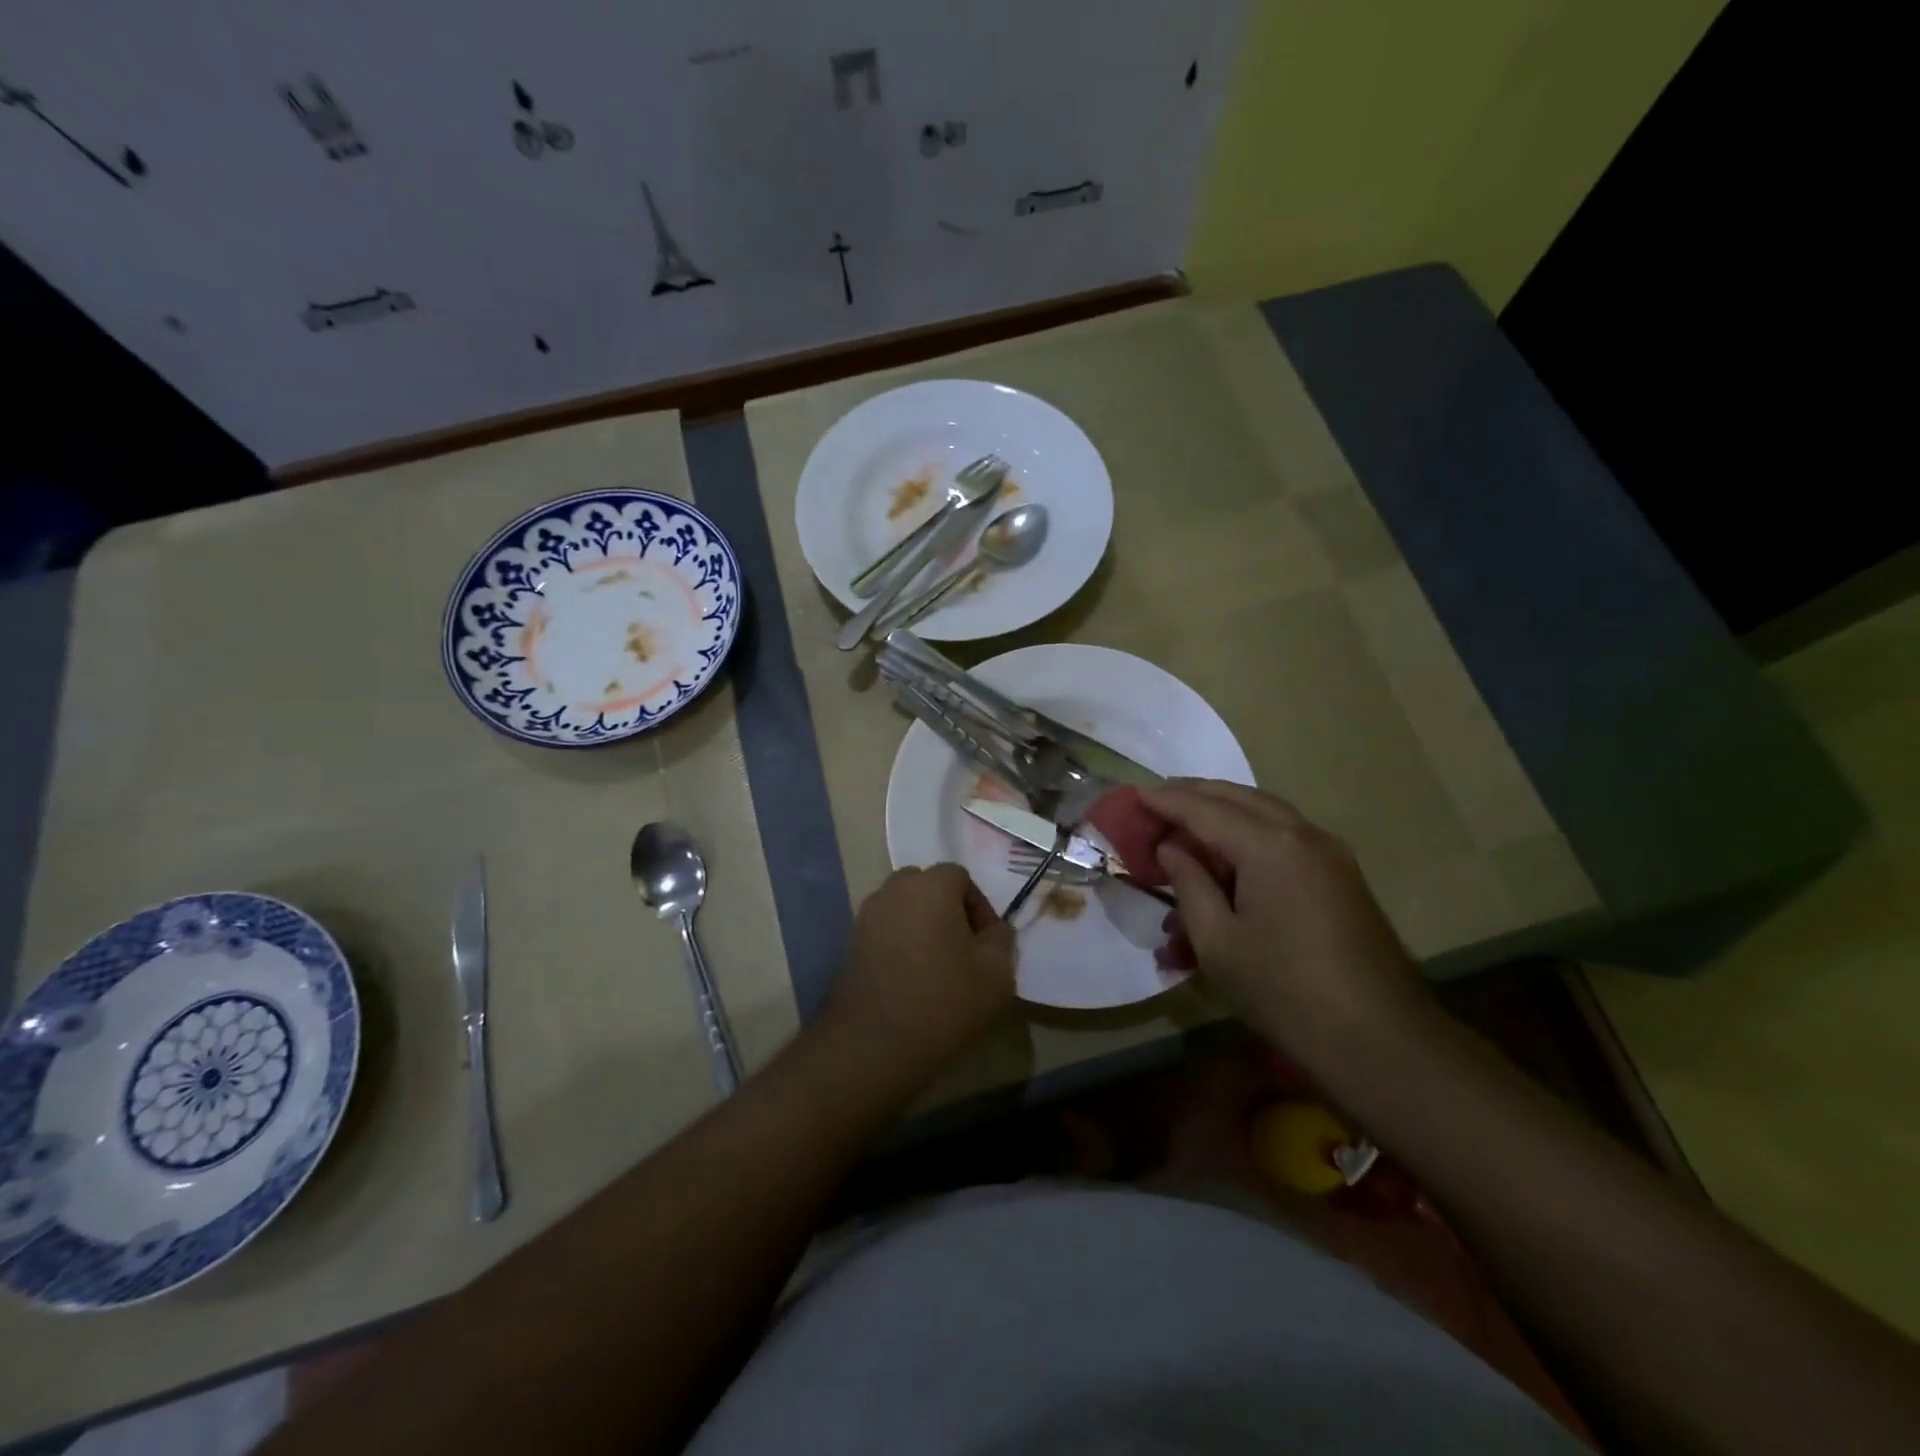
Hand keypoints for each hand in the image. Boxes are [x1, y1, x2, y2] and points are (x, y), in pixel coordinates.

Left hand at [825, 864, 1016, 1078]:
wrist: (874, 1043)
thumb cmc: (943, 1001)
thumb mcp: (996, 974)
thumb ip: (1001, 940)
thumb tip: (993, 929)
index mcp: (931, 885)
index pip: (960, 877)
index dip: (979, 906)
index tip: (987, 942)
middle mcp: (894, 889)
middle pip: (927, 886)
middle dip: (947, 909)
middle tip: (962, 947)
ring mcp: (867, 915)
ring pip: (903, 907)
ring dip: (922, 925)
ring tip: (936, 964)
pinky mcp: (850, 942)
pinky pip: (884, 929)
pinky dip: (899, 942)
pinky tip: (910, 977)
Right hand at [1143, 781, 1431, 1057]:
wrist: (1380, 1039)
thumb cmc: (1284, 990)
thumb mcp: (1217, 941)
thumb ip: (1189, 883)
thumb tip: (1172, 848)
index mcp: (1269, 845)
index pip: (1203, 809)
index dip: (1164, 801)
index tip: (1132, 794)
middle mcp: (1302, 834)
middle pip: (1238, 798)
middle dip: (1194, 794)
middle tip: (1155, 800)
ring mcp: (1329, 853)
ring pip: (1265, 813)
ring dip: (1223, 811)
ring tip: (1186, 820)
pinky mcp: (1340, 875)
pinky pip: (1285, 837)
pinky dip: (1250, 833)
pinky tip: (1229, 854)